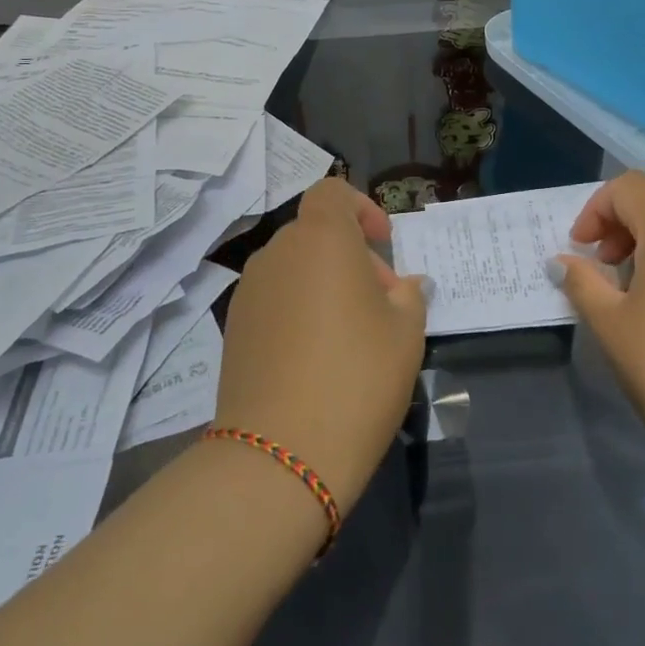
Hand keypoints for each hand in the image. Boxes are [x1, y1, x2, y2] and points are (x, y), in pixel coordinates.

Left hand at [214, 179, 429, 515]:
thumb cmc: (357, 376)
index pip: (332, 192)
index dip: (361, 208)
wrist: (281, 452)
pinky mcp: (234, 328)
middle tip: (383, 303)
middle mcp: (278, 253)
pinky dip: (299, 309)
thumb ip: (410, 296)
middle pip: (317, 234)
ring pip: (295, 268)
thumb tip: (405, 286)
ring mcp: (249, 291)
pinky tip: (316, 357)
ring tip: (351, 334)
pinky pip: (275, 300)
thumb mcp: (407, 332)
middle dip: (353, 256)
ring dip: (325, 284)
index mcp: (321, 239)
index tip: (384, 244)